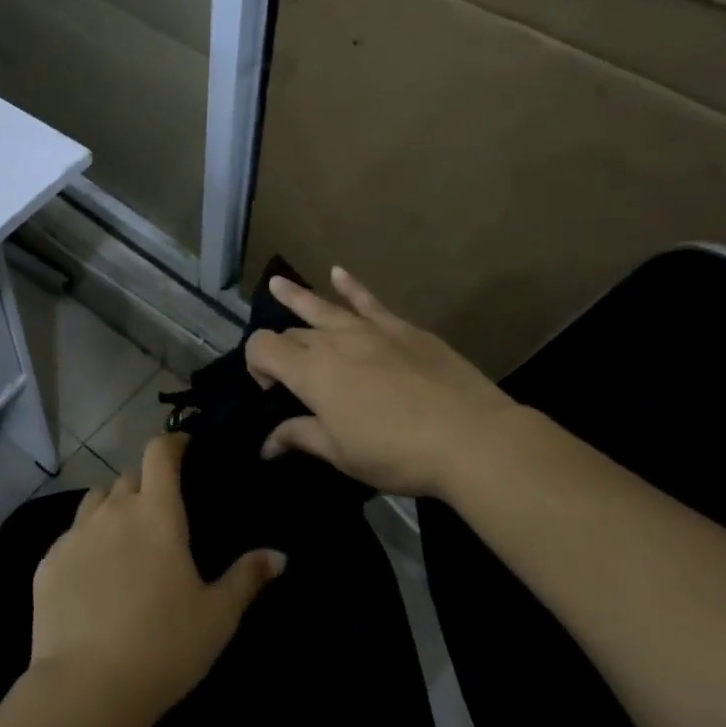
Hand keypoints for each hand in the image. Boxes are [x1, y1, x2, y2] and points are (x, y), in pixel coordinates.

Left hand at [30, 433, 284, 725]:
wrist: (87, 687)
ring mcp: (75, 535)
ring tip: (123, 536)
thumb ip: (247, 578)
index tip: (183, 446)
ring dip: (112, 507)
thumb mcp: (217, 616)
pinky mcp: (47, 563)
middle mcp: (113, 512)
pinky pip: (69, 537)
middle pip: (128, 477)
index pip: (160, 454)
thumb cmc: (164, 646)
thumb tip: (279, 555)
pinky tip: (92, 575)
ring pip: (95, 502)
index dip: (172, 442)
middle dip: (145, 483)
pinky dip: (85, 542)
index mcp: (156, 513)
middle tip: (159, 510)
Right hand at [245, 266, 521, 498]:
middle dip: (281, 349)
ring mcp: (370, 330)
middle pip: (293, 333)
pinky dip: (350, 286)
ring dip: (296, 296)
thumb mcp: (341, 454)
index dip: (255, 365)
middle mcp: (333, 341)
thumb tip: (267, 444)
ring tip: (277, 283)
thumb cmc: (397, 453)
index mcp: (311, 373)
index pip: (262, 347)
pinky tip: (338, 272)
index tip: (271, 393)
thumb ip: (300, 438)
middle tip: (288, 377)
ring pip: (323, 307)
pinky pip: (368, 301)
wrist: (470, 436)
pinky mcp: (402, 329)